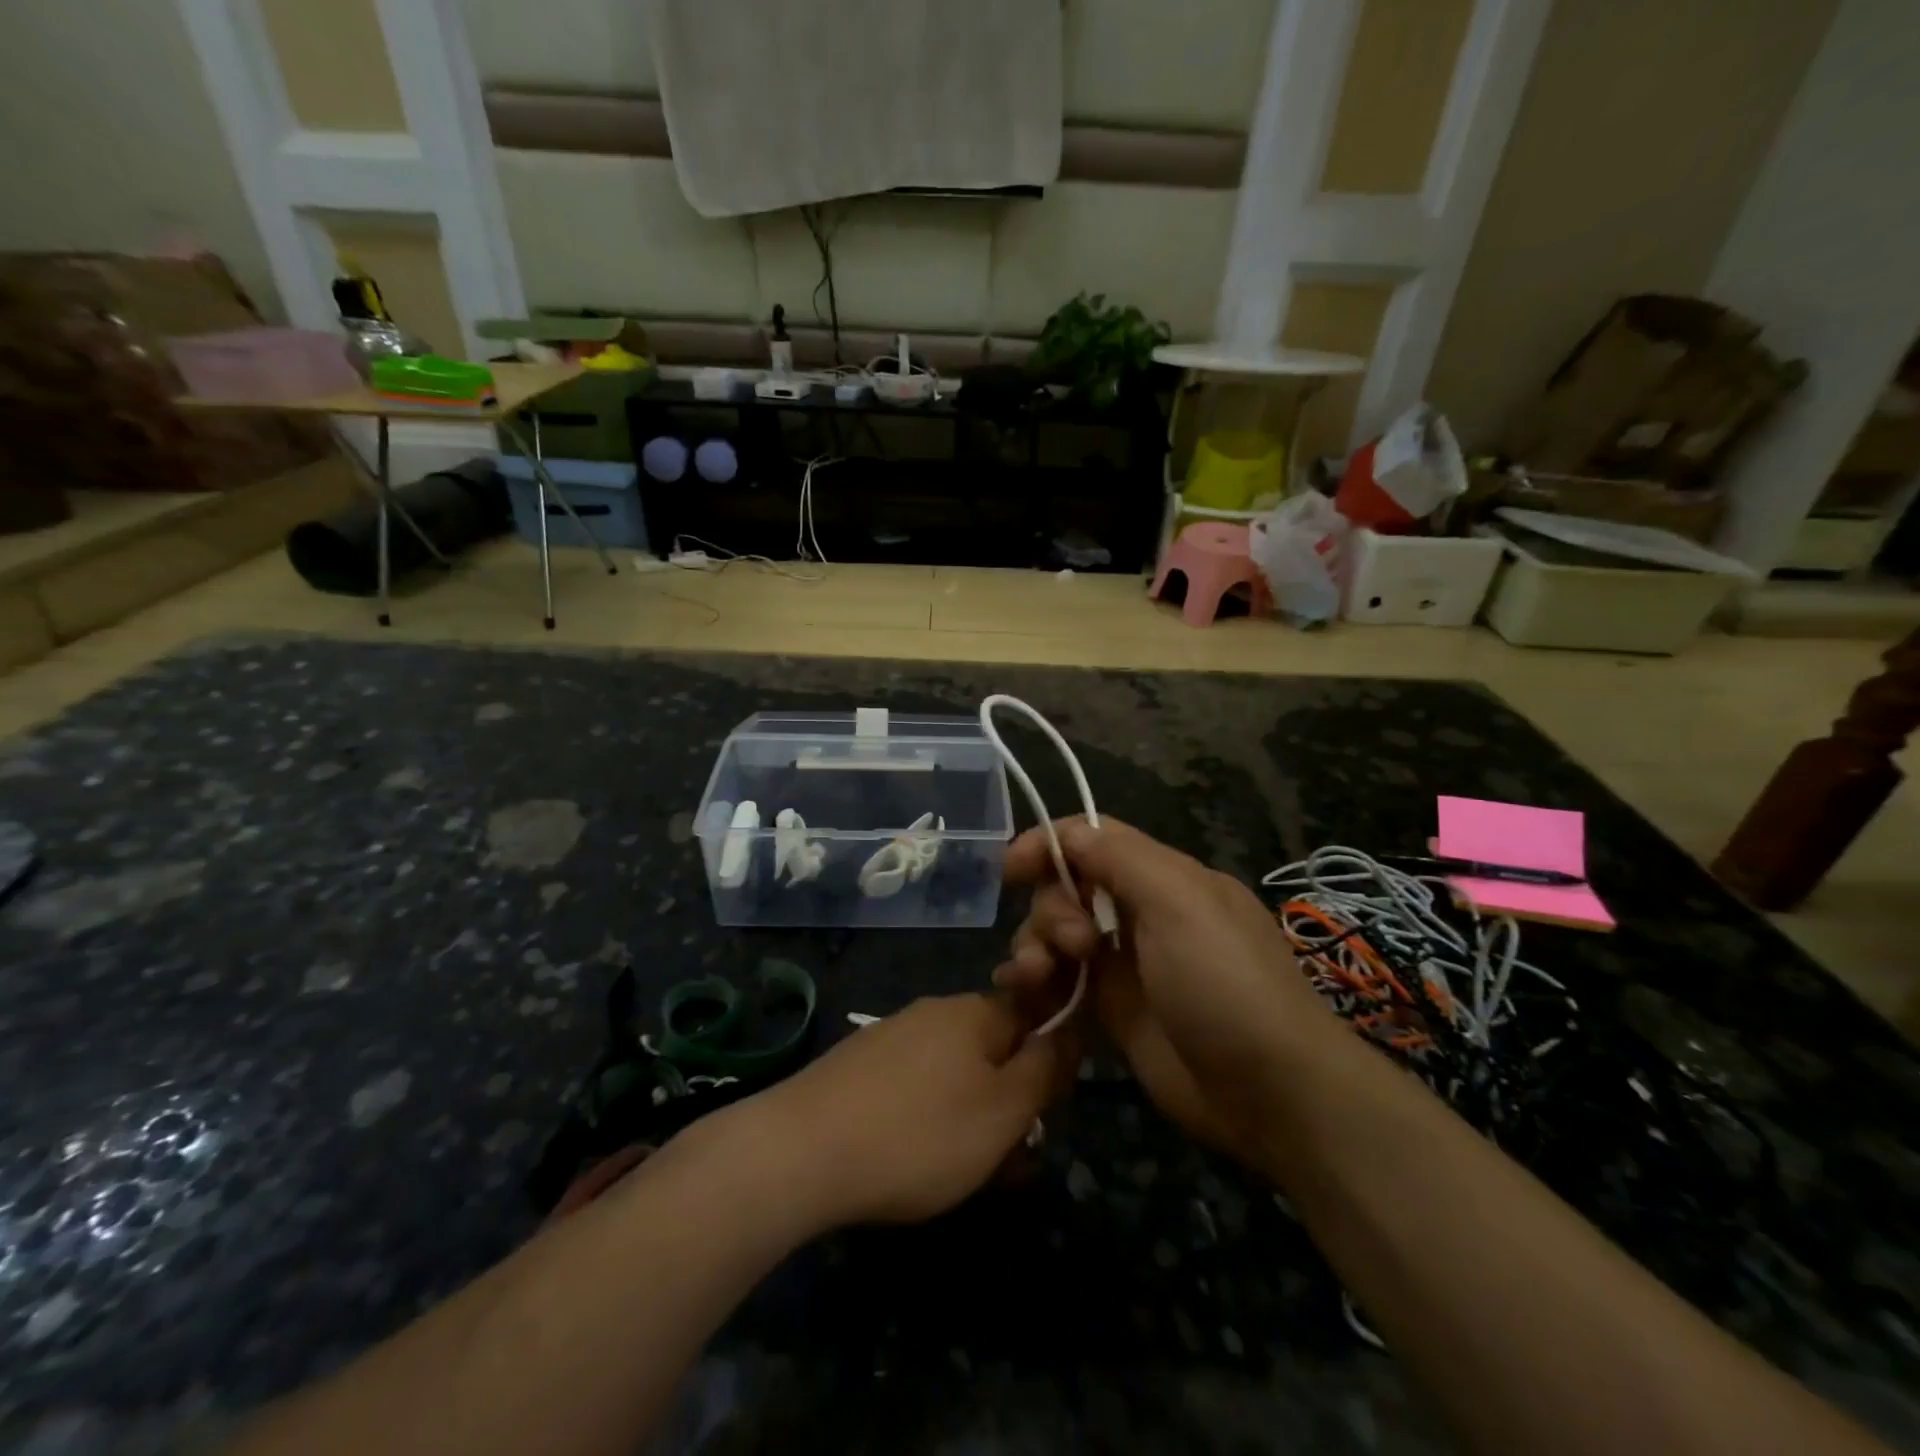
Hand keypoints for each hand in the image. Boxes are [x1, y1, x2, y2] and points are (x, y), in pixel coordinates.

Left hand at [754, 994, 1070, 1227]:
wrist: (802, 1149)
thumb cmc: (920, 1133)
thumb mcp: (1003, 1111)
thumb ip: (1043, 1070)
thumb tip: (1066, 1035)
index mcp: (974, 1011)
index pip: (1033, 1017)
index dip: (1048, 1064)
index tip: (1045, 1114)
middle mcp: (935, 1010)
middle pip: (992, 1048)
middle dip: (1008, 1100)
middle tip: (1007, 1158)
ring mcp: (892, 1034)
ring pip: (953, 1071)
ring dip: (971, 1114)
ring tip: (963, 1170)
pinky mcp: (860, 1063)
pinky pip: (914, 1084)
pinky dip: (928, 1116)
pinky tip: (914, 1157)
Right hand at [993, 817, 1340, 1162]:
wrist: (1271, 1095)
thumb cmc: (1225, 983)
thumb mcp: (1179, 902)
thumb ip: (1120, 858)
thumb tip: (1066, 833)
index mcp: (1164, 877)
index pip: (1093, 839)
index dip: (1050, 844)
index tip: (1011, 869)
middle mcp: (1141, 912)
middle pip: (1069, 885)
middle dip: (1052, 907)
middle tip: (1073, 945)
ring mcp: (1125, 963)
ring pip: (1058, 932)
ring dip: (1034, 943)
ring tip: (1036, 975)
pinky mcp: (1112, 1009)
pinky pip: (1060, 978)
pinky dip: (1035, 978)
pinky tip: (1020, 990)